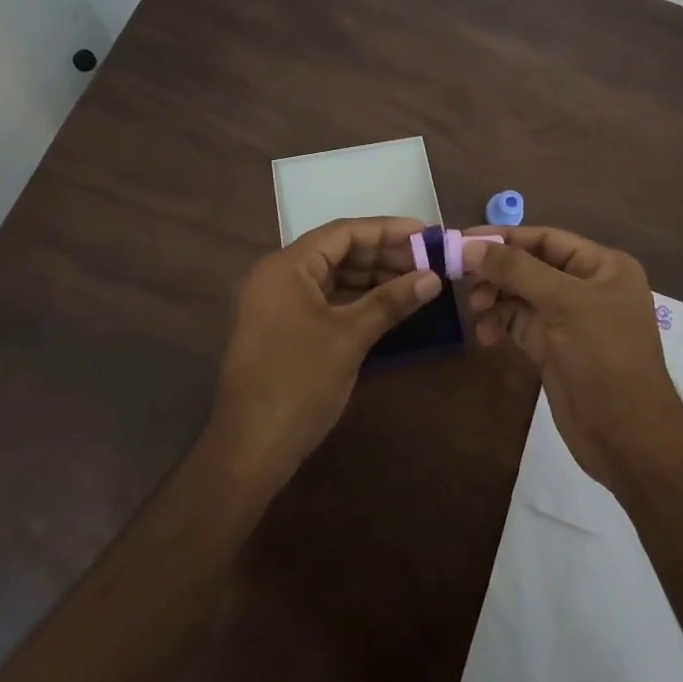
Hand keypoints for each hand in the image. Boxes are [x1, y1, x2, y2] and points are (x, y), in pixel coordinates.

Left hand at [208, 217, 439, 488]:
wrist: (249, 450)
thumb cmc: (298, 384)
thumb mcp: (349, 338)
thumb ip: (390, 302)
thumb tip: (433, 277)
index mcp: (287, 266)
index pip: (342, 232)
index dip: (386, 230)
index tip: (425, 233)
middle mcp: (278, 275)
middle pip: (337, 251)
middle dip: (382, 255)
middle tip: (425, 261)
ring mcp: (277, 302)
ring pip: (331, 276)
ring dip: (370, 277)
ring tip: (413, 282)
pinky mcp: (282, 327)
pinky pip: (323, 299)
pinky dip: (354, 299)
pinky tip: (386, 305)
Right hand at [464, 226, 682, 490]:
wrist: (628, 441)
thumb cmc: (606, 359)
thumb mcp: (565, 305)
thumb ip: (517, 270)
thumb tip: (470, 246)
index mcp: (602, 266)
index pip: (546, 238)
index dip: (505, 238)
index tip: (462, 240)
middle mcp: (586, 286)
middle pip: (529, 265)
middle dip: (496, 271)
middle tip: (462, 279)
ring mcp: (568, 318)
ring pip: (519, 294)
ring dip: (494, 298)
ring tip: (475, 311)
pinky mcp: (552, 346)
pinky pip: (517, 322)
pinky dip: (499, 323)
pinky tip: (486, 335)